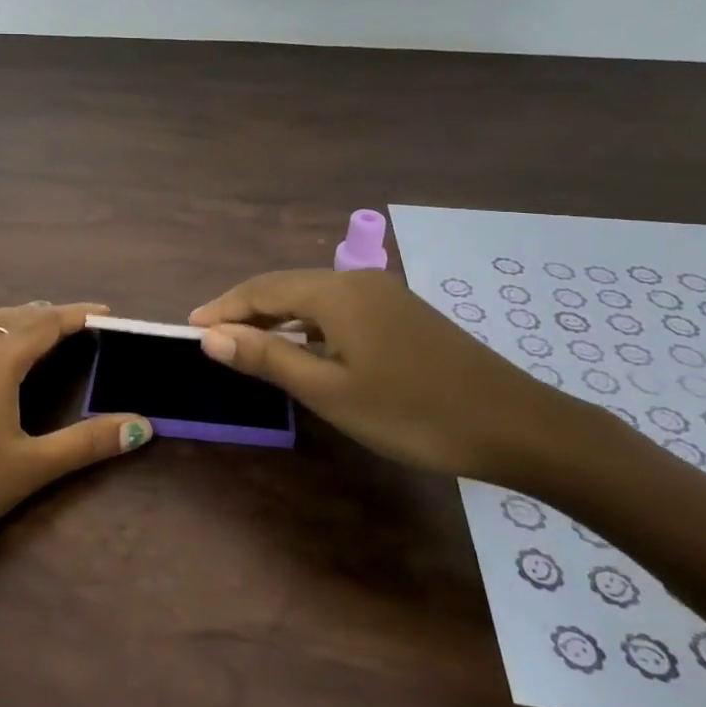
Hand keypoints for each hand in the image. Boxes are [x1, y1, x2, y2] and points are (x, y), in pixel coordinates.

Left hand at [0, 302, 150, 551]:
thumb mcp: (29, 469)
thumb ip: (86, 443)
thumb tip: (142, 425)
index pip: (47, 325)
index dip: (79, 315)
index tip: (107, 312)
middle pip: (15, 317)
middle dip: (51, 314)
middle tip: (80, 322)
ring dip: (15, 317)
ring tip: (35, 323)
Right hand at [188, 269, 583, 482]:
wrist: (516, 426)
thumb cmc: (412, 413)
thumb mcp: (330, 391)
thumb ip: (267, 358)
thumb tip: (211, 336)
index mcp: (336, 293)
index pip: (261, 290)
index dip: (222, 308)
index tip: (189, 329)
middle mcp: (357, 281)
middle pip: (286, 287)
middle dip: (245, 310)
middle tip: (211, 338)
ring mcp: (384, 295)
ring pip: (313, 298)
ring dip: (276, 318)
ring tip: (246, 344)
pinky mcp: (402, 314)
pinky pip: (338, 309)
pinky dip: (308, 325)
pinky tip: (303, 349)